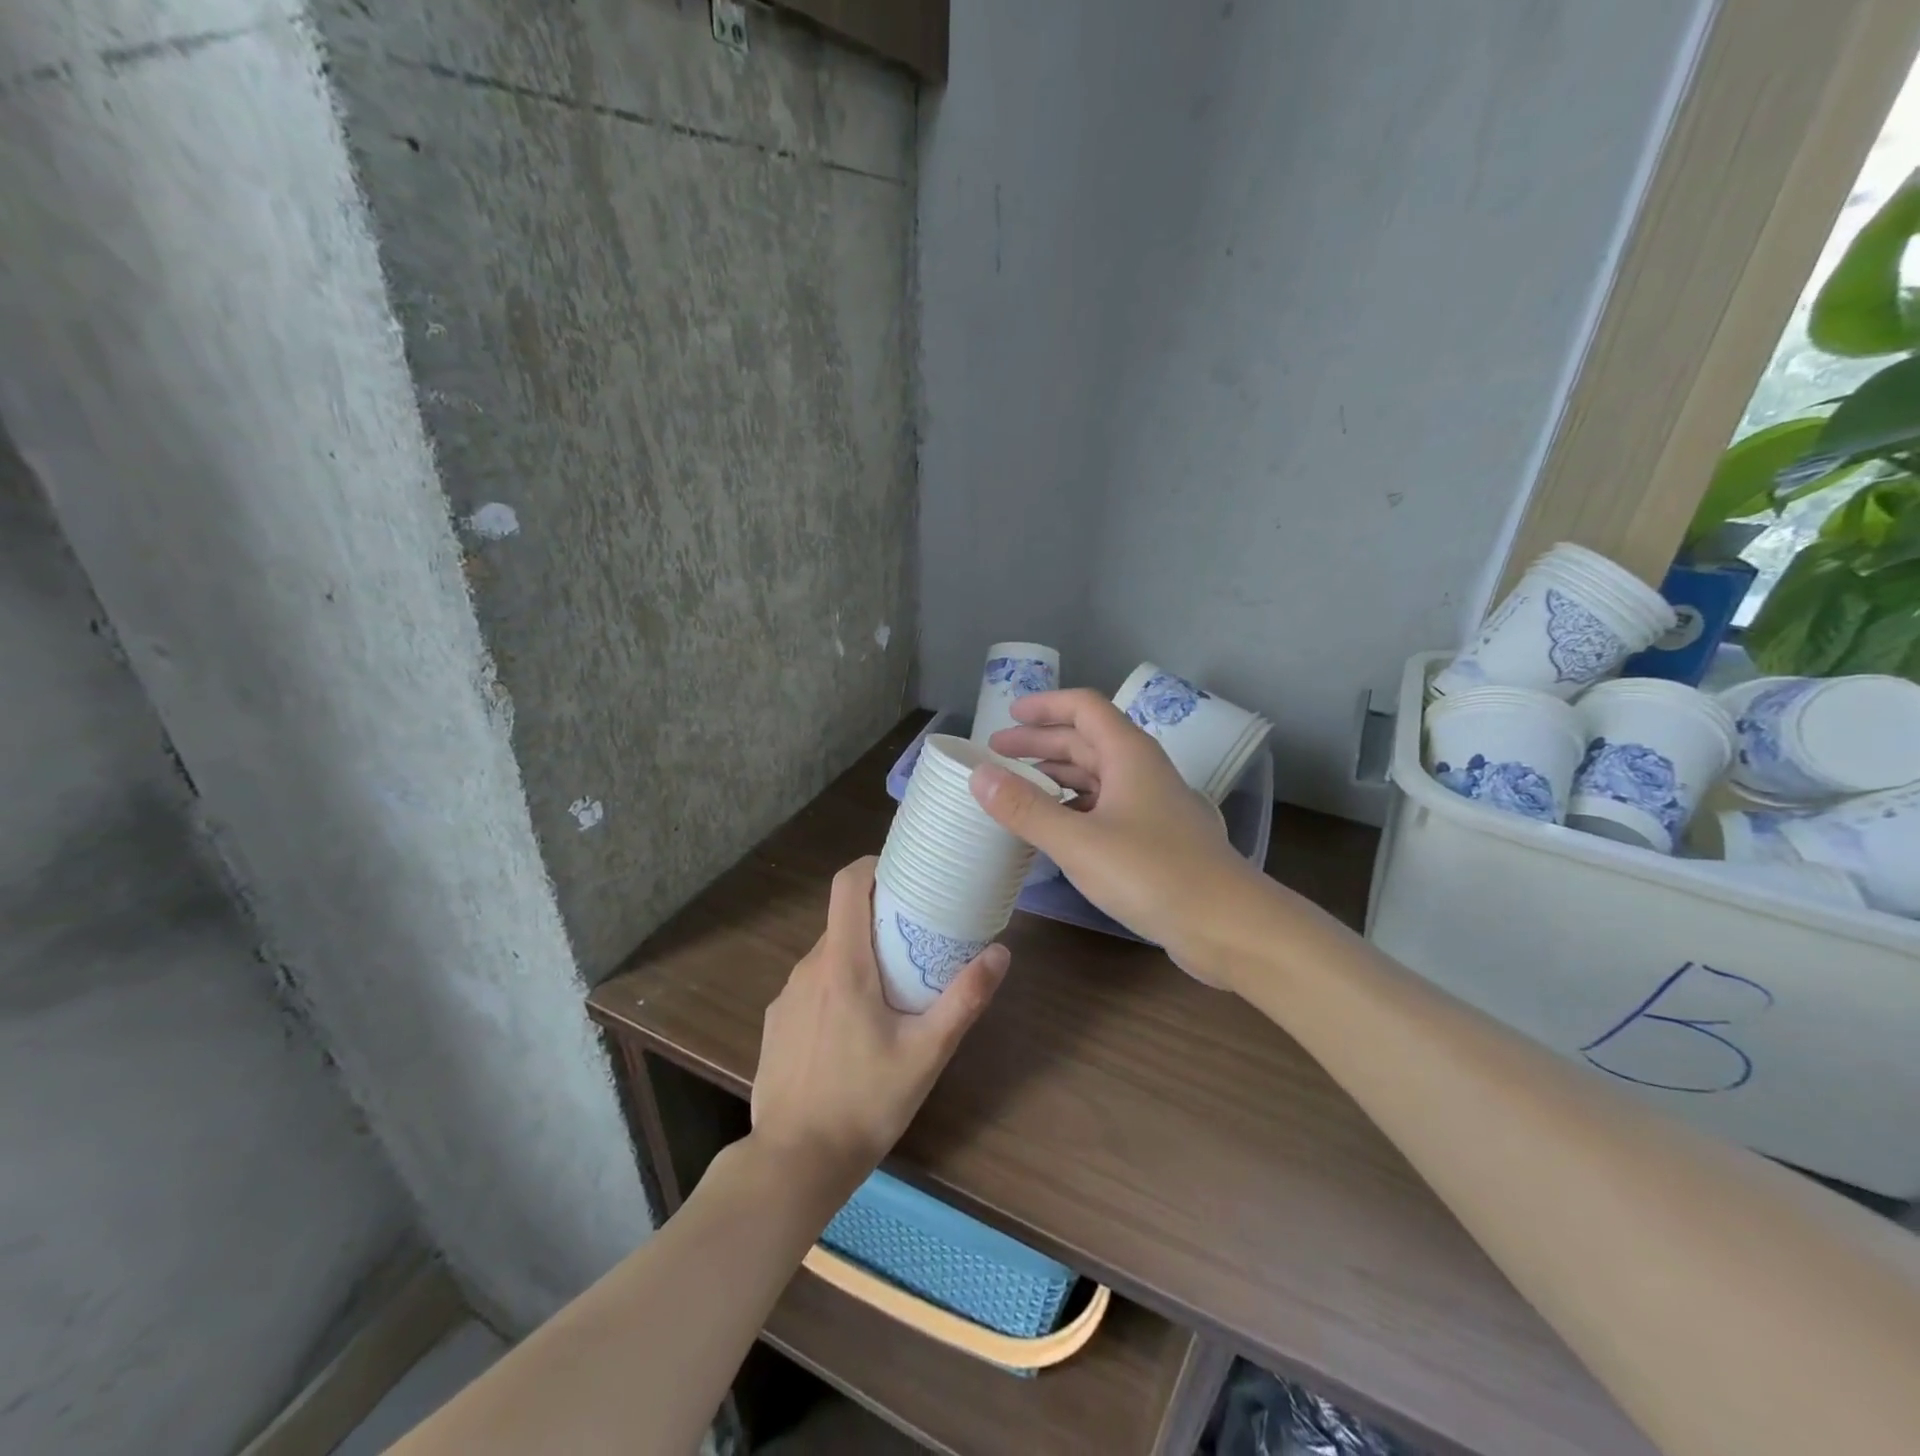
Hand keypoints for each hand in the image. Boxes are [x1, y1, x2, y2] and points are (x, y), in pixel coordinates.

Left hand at [750, 857, 1008, 1195]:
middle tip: (917, 937)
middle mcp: (808, 968)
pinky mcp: (776, 1022)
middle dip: (878, 917)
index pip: (847, 884)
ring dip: (859, 955)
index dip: (873, 866)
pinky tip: (855, 1029)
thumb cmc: (865, 1103)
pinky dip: (836, 986)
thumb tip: (1000, 952)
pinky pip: (812, 985)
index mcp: (842, 964)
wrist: (793, 1163)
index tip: (904, 873)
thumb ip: (964, 999)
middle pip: (843, 919)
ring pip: (828, 954)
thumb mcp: (927, 1053)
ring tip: (893, 986)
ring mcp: (787, 996)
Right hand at [974, 690, 1263, 984]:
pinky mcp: (1156, 838)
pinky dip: (1074, 808)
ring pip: (1097, 776)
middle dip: (1040, 744)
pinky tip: (1055, 829)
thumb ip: (1025, 808)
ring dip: (1056, 777)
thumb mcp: (1078, 841)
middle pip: (1086, 741)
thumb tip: (978, 774)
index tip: (1007, 714)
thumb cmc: (1152, 873)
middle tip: (997, 755)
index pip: (1084, 708)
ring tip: (1017, 789)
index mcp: (1129, 754)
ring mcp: (1152, 805)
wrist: (1228, 925)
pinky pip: (1106, 807)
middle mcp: (1142, 771)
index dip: (1044, 706)